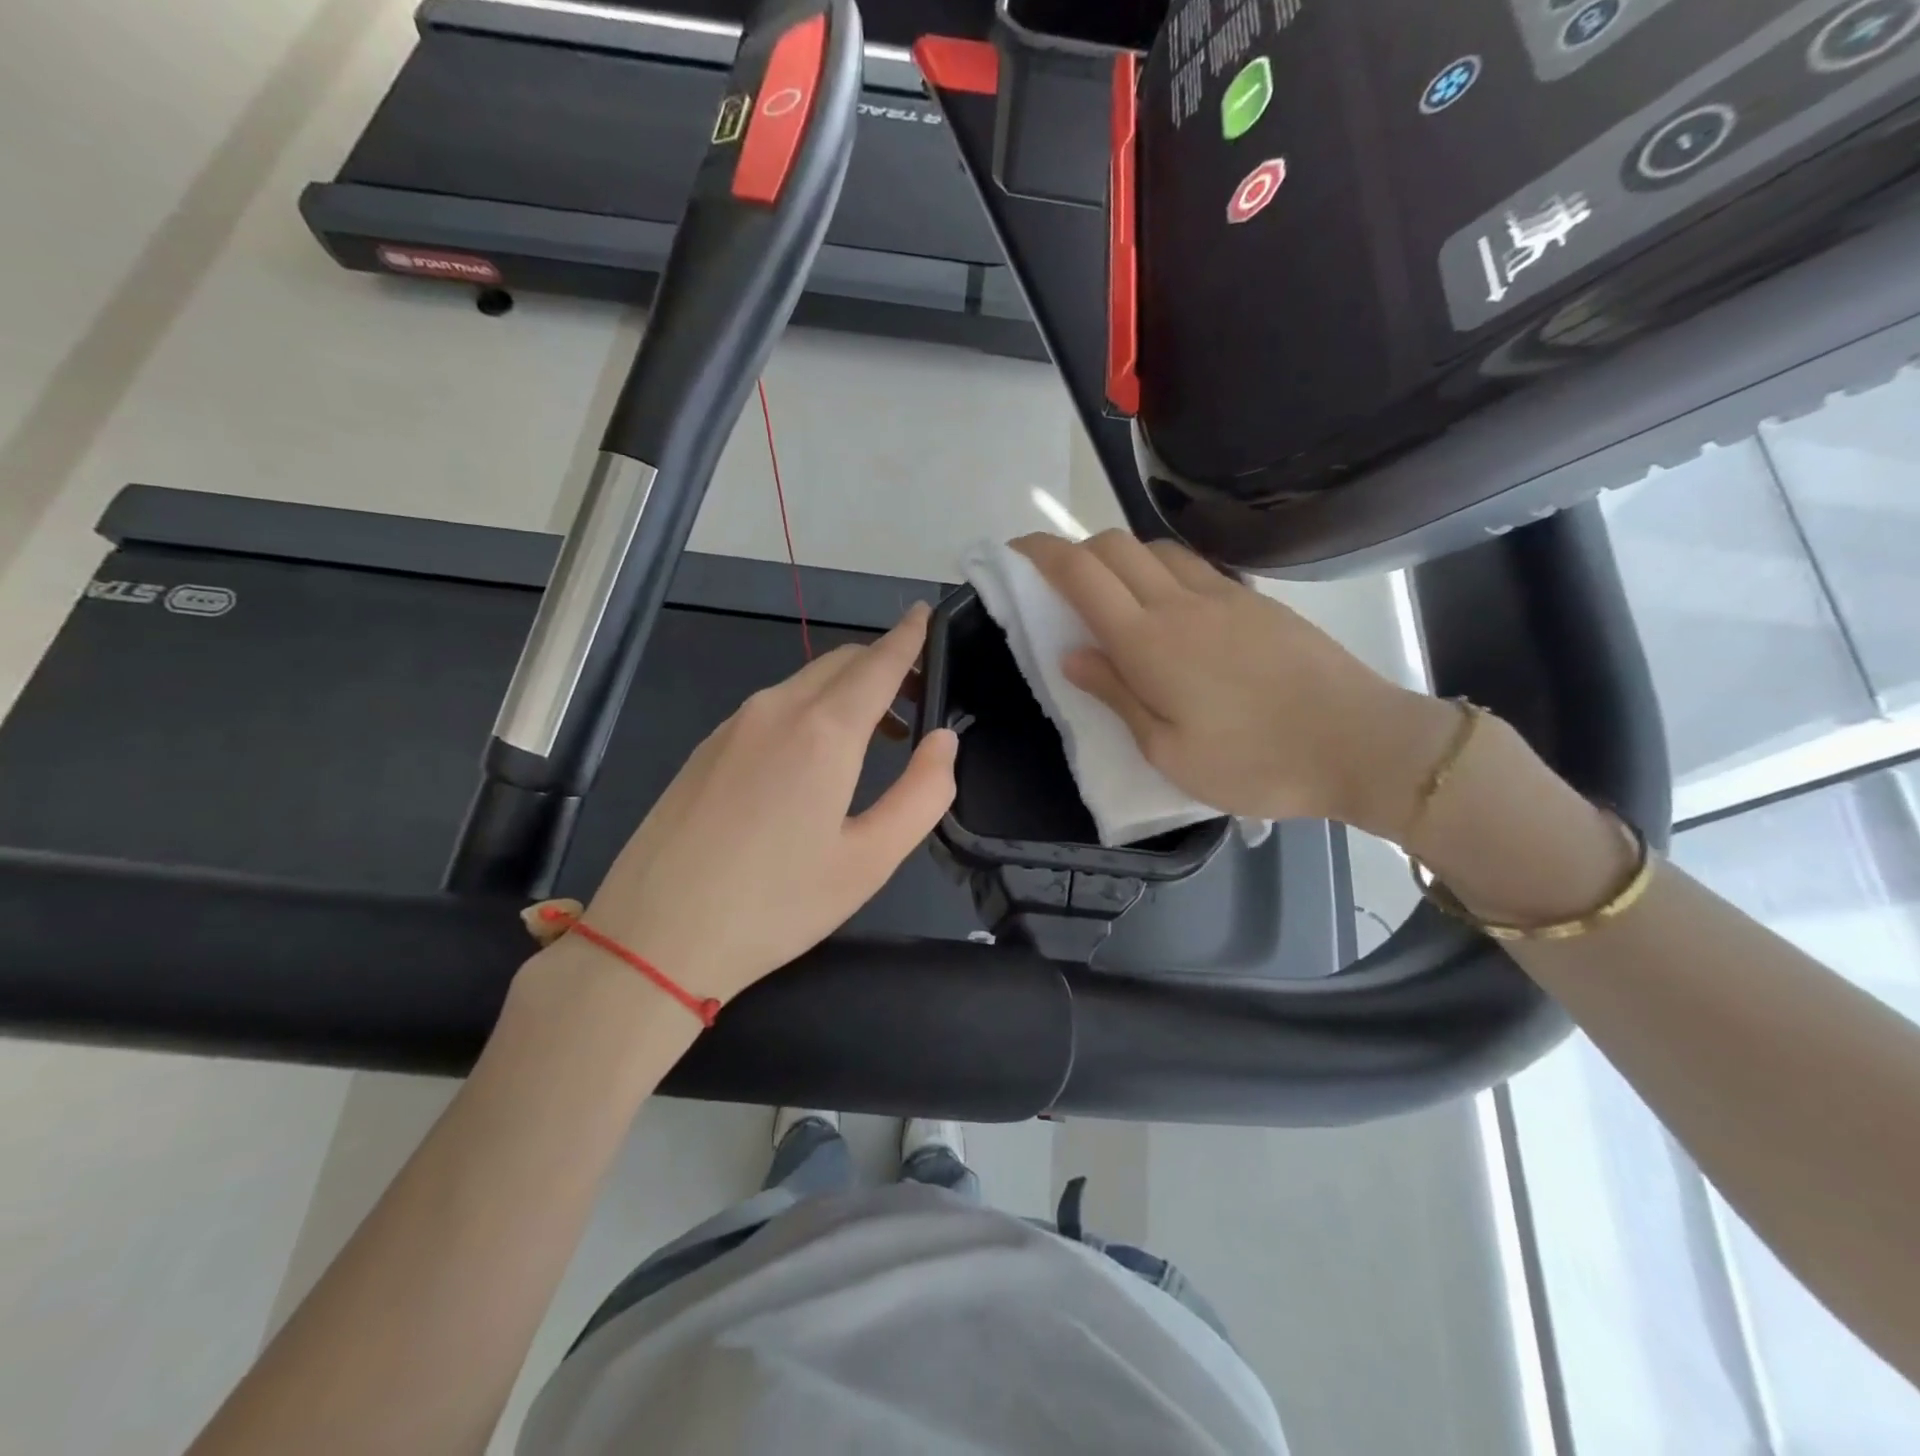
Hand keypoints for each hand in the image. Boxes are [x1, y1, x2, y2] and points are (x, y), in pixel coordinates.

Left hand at [570, 604, 957, 1007]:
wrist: (653, 937)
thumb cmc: (776, 905)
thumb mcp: (869, 860)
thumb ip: (922, 793)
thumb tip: (943, 741)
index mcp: (823, 732)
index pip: (878, 663)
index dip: (908, 637)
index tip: (926, 614)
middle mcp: (776, 710)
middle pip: (841, 663)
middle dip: (883, 665)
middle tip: (916, 699)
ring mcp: (733, 725)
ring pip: (804, 683)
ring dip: (846, 691)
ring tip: (875, 735)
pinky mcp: (707, 747)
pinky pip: (772, 707)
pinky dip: (809, 709)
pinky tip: (812, 759)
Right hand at [1012, 531, 1454, 836]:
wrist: (1360, 744)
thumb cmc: (1254, 763)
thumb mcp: (1168, 752)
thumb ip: (1116, 695)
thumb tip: (1071, 655)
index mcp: (1149, 642)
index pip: (1081, 574)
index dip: (1040, 554)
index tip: (1014, 553)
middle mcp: (1180, 603)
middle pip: (1113, 545)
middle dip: (1073, 549)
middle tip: (1056, 582)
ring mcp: (1223, 595)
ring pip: (1154, 548)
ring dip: (1118, 557)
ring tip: (1109, 593)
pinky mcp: (1255, 601)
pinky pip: (1192, 565)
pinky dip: (1160, 568)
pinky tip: (1166, 603)